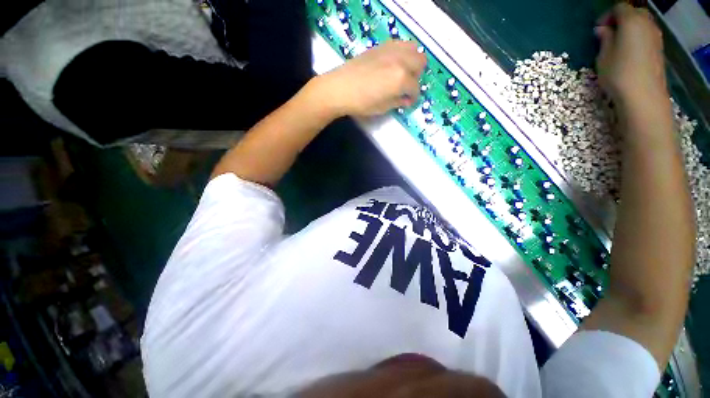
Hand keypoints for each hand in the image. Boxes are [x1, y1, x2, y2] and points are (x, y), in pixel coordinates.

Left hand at [315, 40, 426, 116]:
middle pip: (420, 63)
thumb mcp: (382, 107)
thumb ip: (398, 102)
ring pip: (413, 49)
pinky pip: (400, 44)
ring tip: (402, 72)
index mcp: (401, 79)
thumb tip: (407, 100)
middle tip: (406, 86)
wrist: (340, 88)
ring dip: (412, 61)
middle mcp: (400, 61)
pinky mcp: (382, 46)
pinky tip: (392, 63)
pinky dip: (402, 53)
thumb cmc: (361, 102)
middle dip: (416, 76)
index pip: (415, 88)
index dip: (413, 97)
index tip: (408, 101)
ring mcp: (391, 50)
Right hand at [595, 3, 667, 109]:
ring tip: (618, 44)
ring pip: (642, 23)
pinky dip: (638, 37)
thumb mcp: (603, 56)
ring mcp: (655, 36)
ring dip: (630, 29)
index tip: (598, 31)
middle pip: (634, 13)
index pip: (619, 8)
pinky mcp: (659, 48)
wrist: (643, 95)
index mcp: (631, 21)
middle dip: (621, 20)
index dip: (607, 16)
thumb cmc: (619, 73)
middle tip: (609, 35)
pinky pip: (647, 34)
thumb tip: (602, 30)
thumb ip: (604, 39)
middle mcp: (646, 23)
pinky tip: (630, 51)